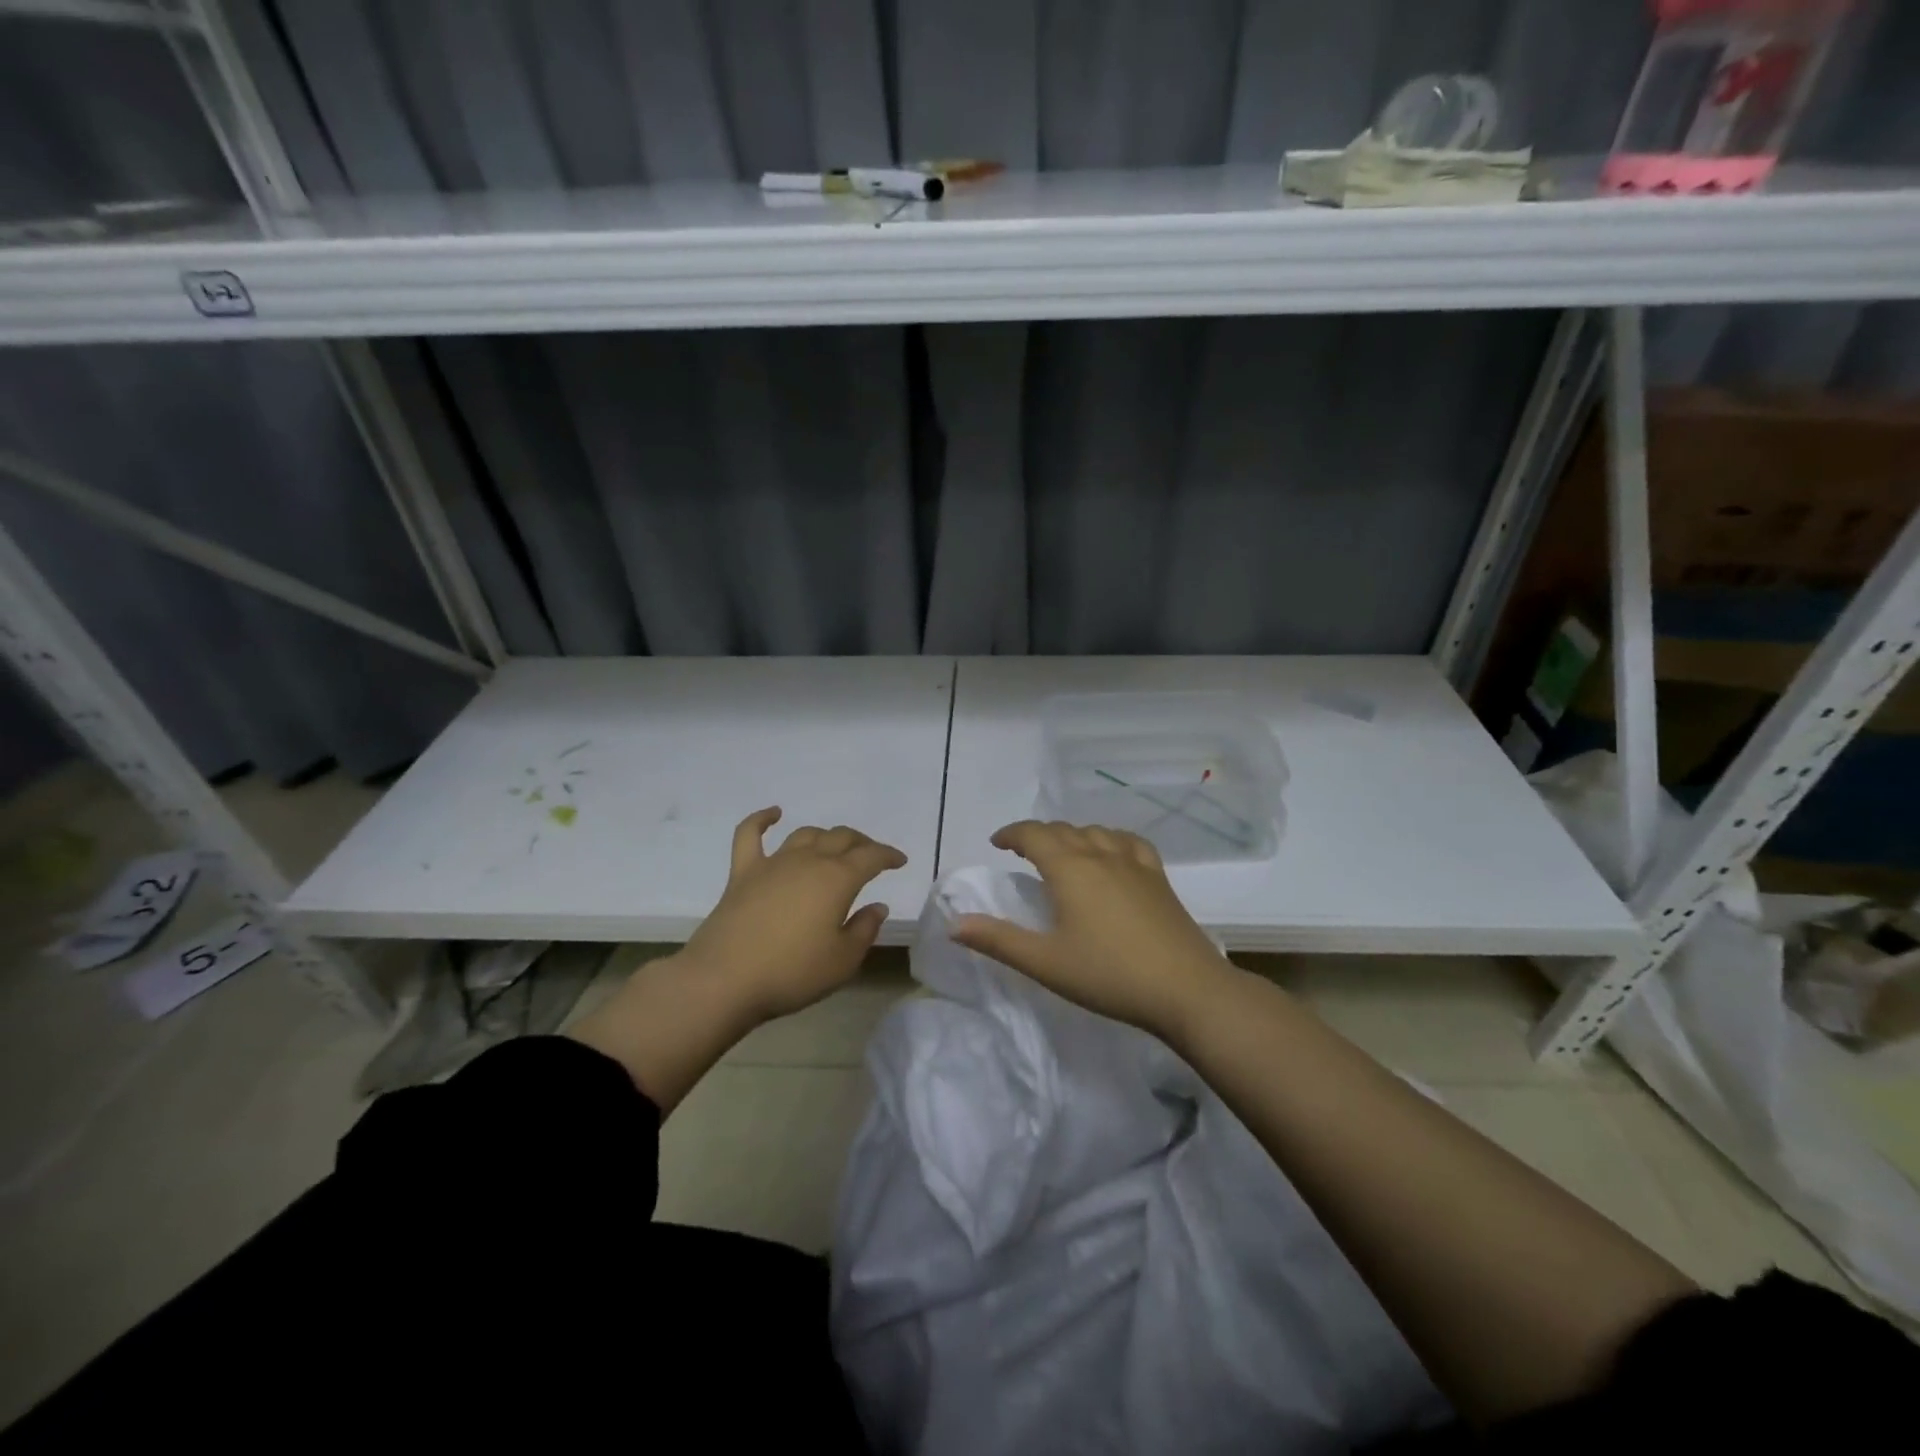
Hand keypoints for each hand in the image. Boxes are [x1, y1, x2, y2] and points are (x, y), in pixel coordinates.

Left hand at [679, 807, 906, 1021]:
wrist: (724, 980)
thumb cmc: (792, 972)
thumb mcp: (843, 961)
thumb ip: (864, 930)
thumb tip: (877, 906)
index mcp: (838, 879)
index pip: (871, 857)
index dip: (888, 856)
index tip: (900, 861)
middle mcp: (808, 861)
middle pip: (841, 839)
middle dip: (861, 843)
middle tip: (871, 856)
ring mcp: (773, 863)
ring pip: (806, 835)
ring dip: (825, 836)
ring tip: (834, 846)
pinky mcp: (743, 873)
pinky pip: (751, 834)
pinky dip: (762, 819)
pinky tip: (774, 813)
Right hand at [950, 820, 1237, 1037]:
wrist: (1186, 989)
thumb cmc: (1108, 975)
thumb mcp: (1045, 962)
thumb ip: (998, 940)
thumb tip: (955, 923)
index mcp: (1070, 869)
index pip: (1034, 835)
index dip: (1012, 833)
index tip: (997, 842)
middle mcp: (1101, 855)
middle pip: (1064, 830)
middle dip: (1038, 835)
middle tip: (1022, 852)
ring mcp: (1134, 864)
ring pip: (1096, 832)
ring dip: (1072, 835)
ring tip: (1062, 853)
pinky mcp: (1159, 878)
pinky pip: (1129, 843)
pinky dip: (1111, 839)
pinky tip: (1112, 853)